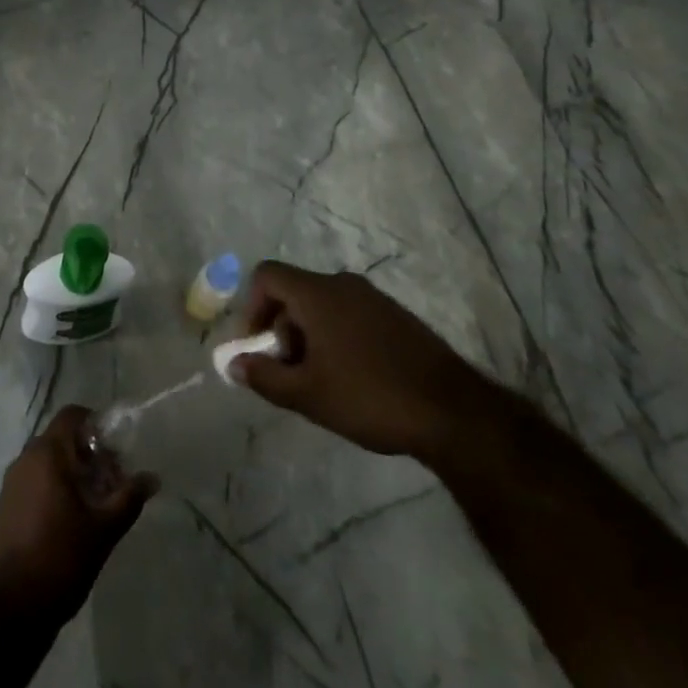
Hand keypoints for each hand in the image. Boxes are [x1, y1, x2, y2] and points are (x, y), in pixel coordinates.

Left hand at [0, 405, 156, 627]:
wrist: (8, 610)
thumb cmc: (59, 559)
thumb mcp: (103, 530)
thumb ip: (128, 498)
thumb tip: (152, 477)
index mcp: (47, 453)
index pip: (73, 415)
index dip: (97, 426)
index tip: (116, 453)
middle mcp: (26, 458)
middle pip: (62, 439)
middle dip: (90, 456)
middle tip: (113, 485)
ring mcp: (12, 483)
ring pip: (48, 462)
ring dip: (73, 474)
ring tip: (96, 507)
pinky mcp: (5, 507)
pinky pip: (35, 482)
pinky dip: (55, 489)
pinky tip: (71, 523)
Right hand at [231, 261, 496, 461]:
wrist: (453, 412)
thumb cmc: (370, 397)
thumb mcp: (308, 395)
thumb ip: (264, 377)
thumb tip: (234, 363)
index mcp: (317, 293)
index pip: (267, 275)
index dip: (251, 307)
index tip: (256, 346)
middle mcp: (343, 284)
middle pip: (294, 292)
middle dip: (280, 328)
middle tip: (287, 372)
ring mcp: (373, 298)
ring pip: (323, 305)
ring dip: (308, 335)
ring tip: (319, 381)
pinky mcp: (396, 316)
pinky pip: (349, 314)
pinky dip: (336, 336)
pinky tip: (352, 378)